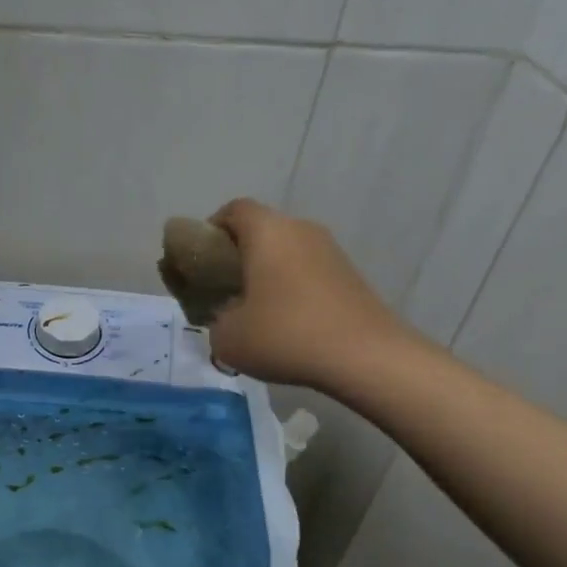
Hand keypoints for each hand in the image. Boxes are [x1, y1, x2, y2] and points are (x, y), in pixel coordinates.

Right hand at [206, 198, 418, 391]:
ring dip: (267, 273)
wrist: (365, 356)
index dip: (211, 229)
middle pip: (262, 229)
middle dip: (239, 254)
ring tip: (254, 311)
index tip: (200, 261)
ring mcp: (331, 251)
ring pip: (287, 251)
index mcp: (267, 231)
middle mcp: (300, 229)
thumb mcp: (228, 338)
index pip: (233, 210)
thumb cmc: (285, 335)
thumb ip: (216, 321)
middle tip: (223, 289)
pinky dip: (292, 288)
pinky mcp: (350, 275)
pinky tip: (286, 323)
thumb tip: (228, 319)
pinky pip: (308, 272)